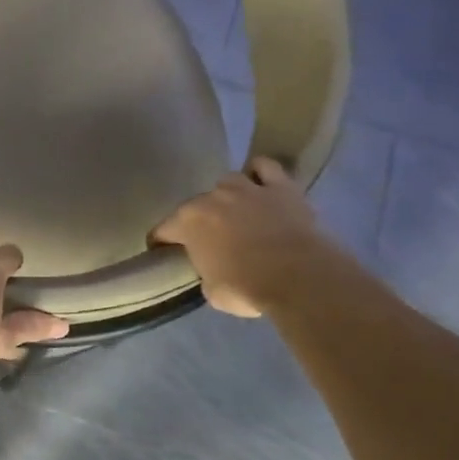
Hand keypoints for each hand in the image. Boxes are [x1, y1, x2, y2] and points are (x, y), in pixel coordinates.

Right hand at [152, 158, 323, 317]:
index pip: (163, 229)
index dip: (161, 241)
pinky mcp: (281, 186)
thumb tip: (212, 268)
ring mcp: (247, 188)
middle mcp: (213, 198)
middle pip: (196, 204)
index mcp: (189, 222)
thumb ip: (206, 272)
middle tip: (208, 238)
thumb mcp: (212, 291)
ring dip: (227, 195)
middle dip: (198, 220)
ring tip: (235, 210)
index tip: (162, 251)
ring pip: (228, 181)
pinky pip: (265, 167)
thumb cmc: (246, 288)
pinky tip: (261, 185)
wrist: (298, 277)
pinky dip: (260, 173)